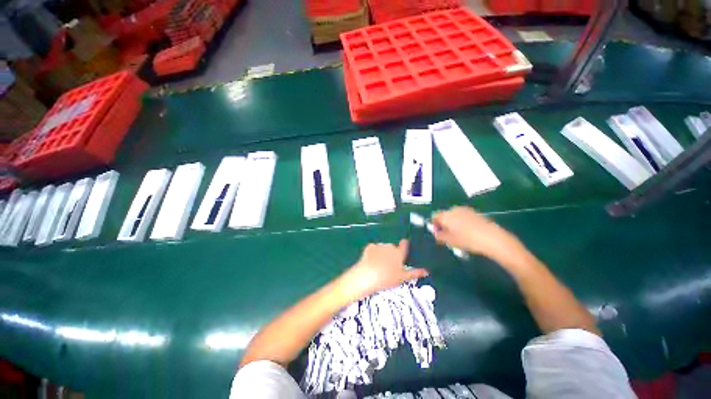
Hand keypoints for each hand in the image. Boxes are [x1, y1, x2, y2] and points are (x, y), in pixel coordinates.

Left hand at [337, 240, 428, 301]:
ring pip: (383, 248)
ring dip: (383, 253)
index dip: (404, 245)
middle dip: (392, 253)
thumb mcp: (402, 278)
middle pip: (393, 247)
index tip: (403, 249)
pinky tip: (371, 261)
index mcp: (399, 253)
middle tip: (389, 265)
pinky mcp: (370, 247)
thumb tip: (426, 271)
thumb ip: (414, 273)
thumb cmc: (387, 278)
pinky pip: (373, 248)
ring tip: (379, 265)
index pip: (404, 244)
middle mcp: (390, 246)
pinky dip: (373, 253)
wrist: (367, 276)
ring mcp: (379, 246)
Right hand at [432, 206, 524, 264]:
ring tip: (459, 235)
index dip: (434, 225)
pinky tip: (469, 232)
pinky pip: (463, 216)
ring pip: (454, 216)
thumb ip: (439, 236)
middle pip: (444, 215)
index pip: (434, 216)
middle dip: (444, 224)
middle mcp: (454, 209)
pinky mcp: (475, 212)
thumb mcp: (450, 241)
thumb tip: (436, 233)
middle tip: (448, 236)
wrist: (492, 238)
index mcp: (446, 215)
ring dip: (453, 223)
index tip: (439, 234)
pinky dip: (462, 222)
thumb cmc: (468, 240)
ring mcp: (465, 210)